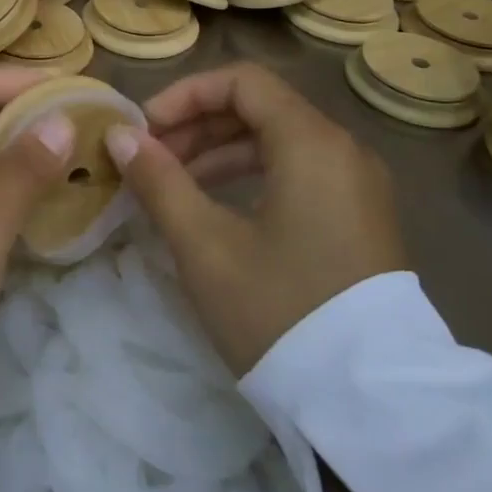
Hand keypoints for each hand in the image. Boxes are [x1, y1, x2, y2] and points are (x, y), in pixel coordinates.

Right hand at [105, 62, 406, 374]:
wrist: (372, 409)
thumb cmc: (280, 312)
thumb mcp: (205, 246)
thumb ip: (159, 181)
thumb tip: (119, 136)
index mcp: (312, 143)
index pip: (242, 82)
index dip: (186, 94)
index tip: (145, 128)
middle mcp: (343, 150)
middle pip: (259, 108)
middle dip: (197, 124)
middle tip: (150, 157)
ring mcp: (357, 186)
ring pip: (277, 141)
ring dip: (219, 151)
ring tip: (171, 182)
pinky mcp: (359, 219)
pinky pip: (297, 172)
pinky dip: (250, 175)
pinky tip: (214, 206)